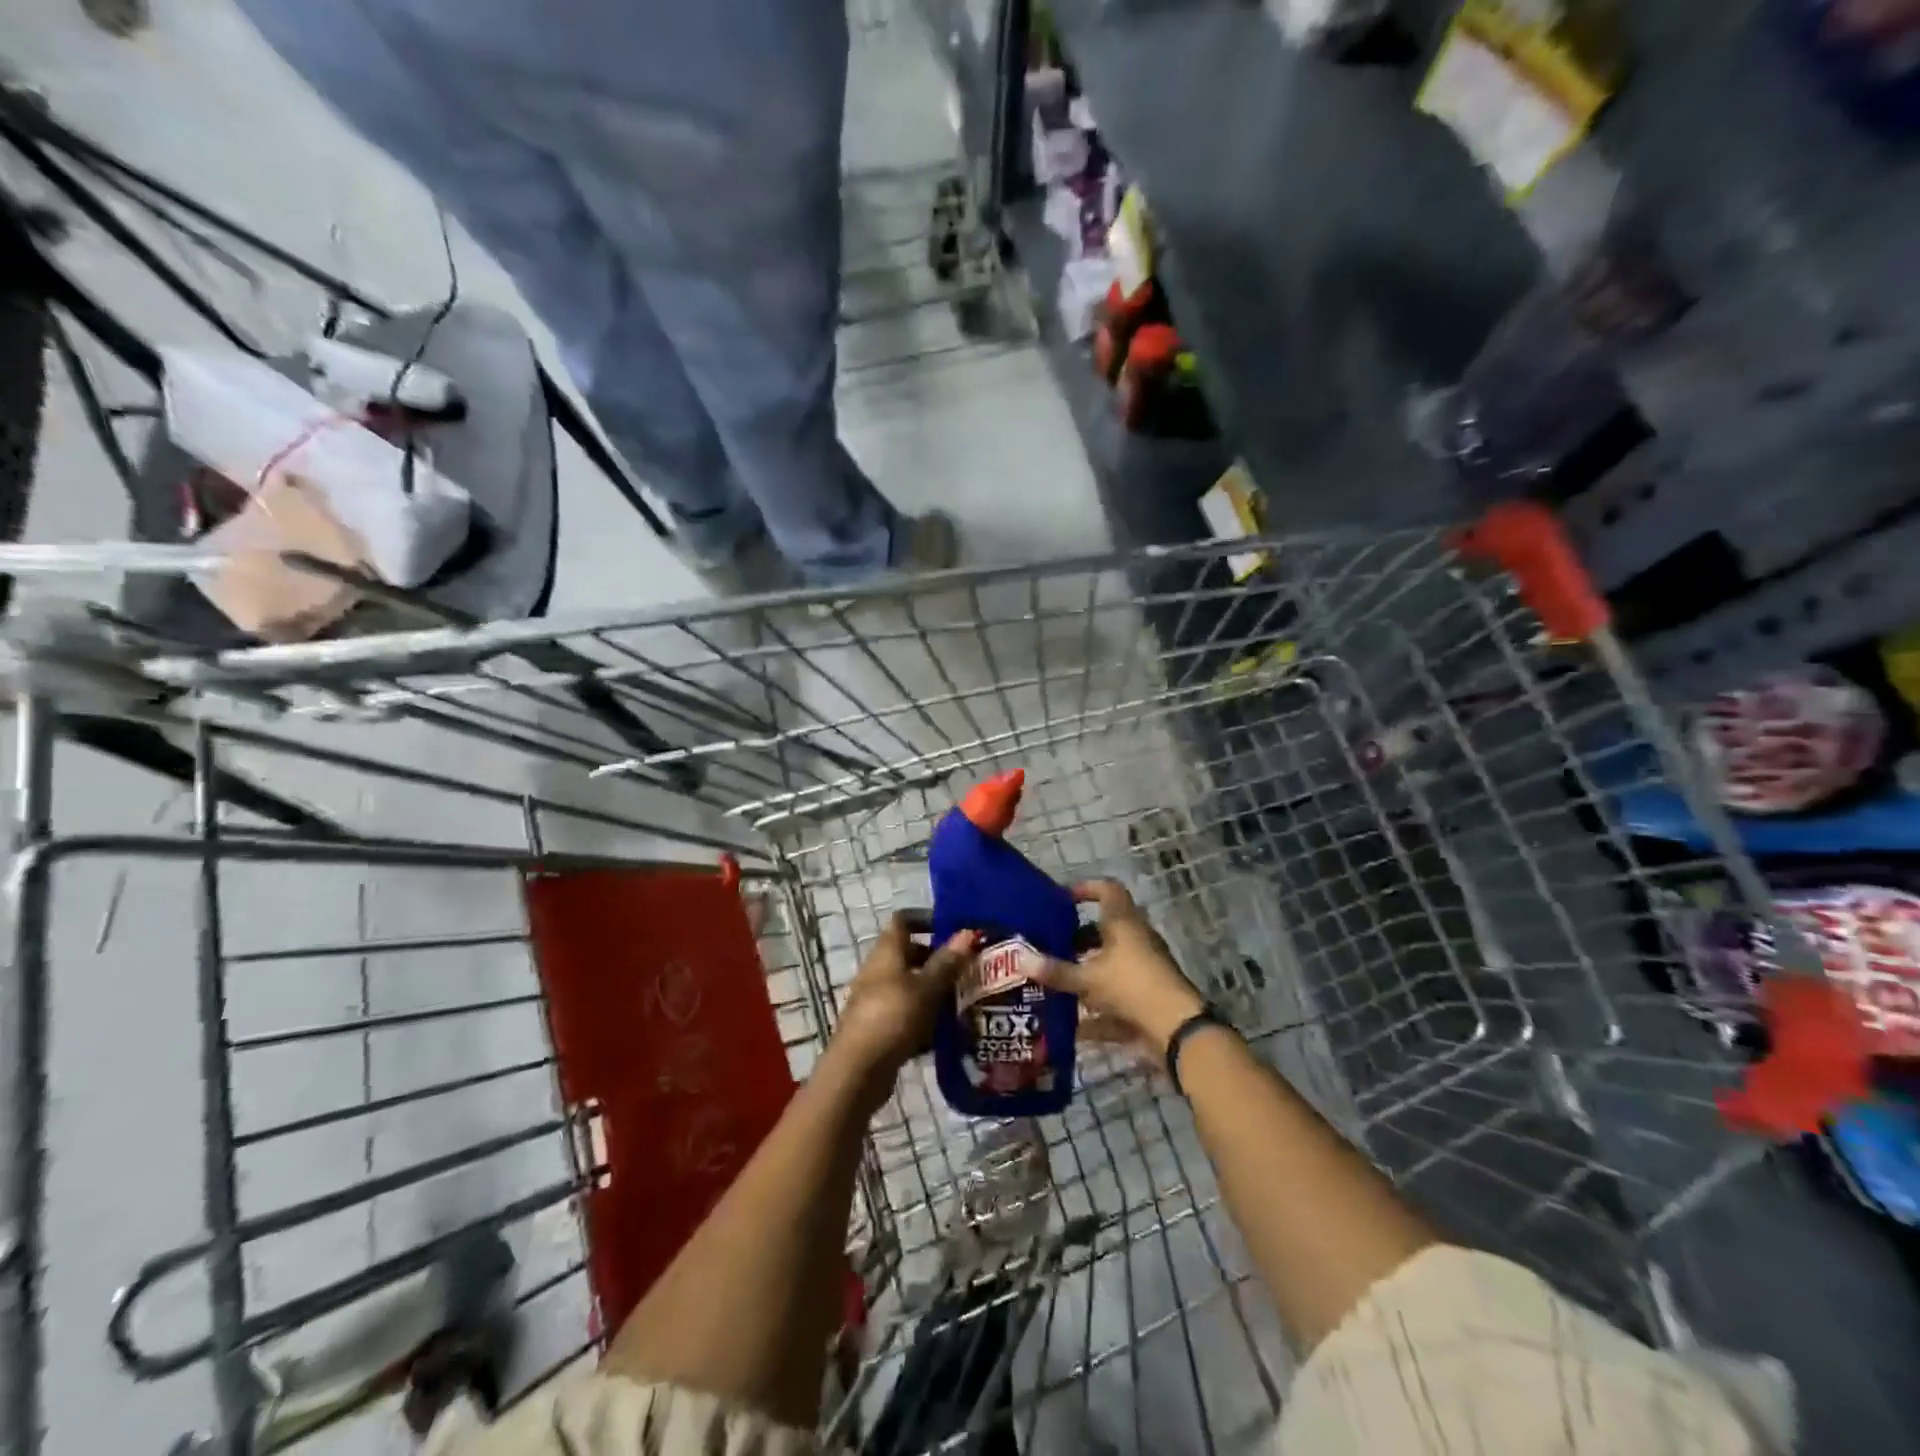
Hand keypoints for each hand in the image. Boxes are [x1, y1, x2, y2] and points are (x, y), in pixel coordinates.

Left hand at [827, 912, 975, 1093]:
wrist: (857, 1071)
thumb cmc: (892, 1018)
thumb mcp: (926, 988)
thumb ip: (947, 962)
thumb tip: (969, 932)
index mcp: (886, 952)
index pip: (903, 920)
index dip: (926, 918)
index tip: (953, 927)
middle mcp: (878, 971)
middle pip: (909, 953)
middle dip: (937, 958)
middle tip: (967, 966)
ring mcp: (876, 999)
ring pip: (910, 985)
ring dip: (934, 990)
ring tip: (965, 998)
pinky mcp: (880, 1027)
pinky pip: (907, 1012)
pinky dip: (925, 1017)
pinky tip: (947, 1032)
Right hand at [1032, 880, 1204, 1062]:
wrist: (1177, 1030)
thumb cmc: (1131, 987)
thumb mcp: (1087, 979)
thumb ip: (1055, 971)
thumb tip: (1019, 958)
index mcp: (1124, 923)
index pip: (1107, 890)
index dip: (1086, 889)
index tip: (1062, 899)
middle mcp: (1137, 939)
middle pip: (1107, 929)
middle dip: (1079, 937)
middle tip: (1052, 944)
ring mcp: (1146, 967)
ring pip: (1112, 961)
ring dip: (1088, 969)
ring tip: (1059, 980)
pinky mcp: (1149, 995)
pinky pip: (1119, 994)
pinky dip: (1100, 1007)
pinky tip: (1077, 1026)